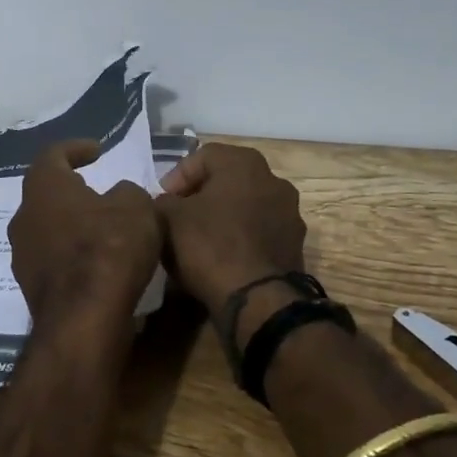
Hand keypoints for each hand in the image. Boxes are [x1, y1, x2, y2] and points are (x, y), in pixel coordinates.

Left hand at [8, 140, 161, 323]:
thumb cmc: (109, 249)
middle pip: (45, 195)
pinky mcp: (31, 288)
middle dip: (71, 191)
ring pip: (47, 229)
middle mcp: (23, 217)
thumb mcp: (136, 207)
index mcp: (44, 188)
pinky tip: (97, 263)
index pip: (53, 155)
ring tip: (101, 229)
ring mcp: (22, 255)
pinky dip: (72, 255)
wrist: (84, 320)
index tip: (97, 150)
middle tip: (97, 191)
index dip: (76, 148)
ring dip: (71, 225)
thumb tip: (118, 196)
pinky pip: (53, 260)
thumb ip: (127, 192)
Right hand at [155, 144, 307, 316]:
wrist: (257, 300)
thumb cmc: (210, 246)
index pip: (203, 156)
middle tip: (178, 216)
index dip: (177, 177)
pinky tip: (221, 257)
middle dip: (200, 196)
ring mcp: (289, 214)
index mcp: (245, 163)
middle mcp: (274, 180)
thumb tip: (166, 204)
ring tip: (198, 240)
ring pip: (245, 206)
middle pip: (227, 180)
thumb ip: (162, 202)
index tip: (162, 201)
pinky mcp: (294, 245)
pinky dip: (239, 238)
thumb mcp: (168, 218)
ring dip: (222, 217)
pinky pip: (258, 232)